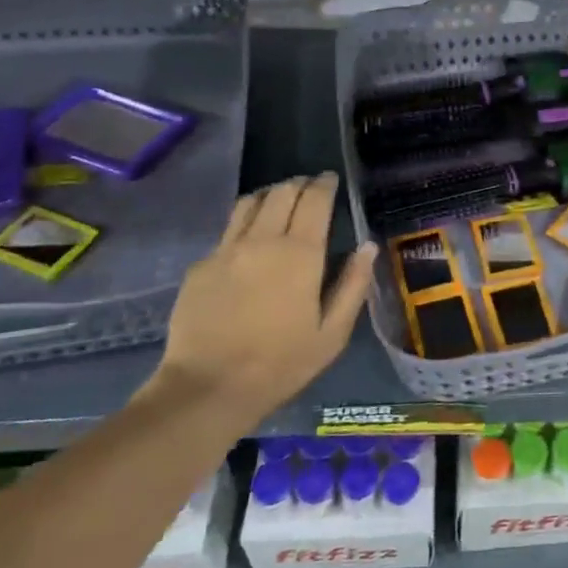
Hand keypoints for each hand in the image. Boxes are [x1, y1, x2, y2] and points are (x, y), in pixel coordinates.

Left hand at [157, 174, 375, 413]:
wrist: (207, 388)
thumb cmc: (281, 364)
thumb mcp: (332, 333)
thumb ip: (353, 285)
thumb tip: (367, 247)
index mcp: (300, 253)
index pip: (314, 200)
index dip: (324, 184)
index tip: (331, 179)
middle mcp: (262, 240)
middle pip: (281, 192)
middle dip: (298, 184)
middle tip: (309, 187)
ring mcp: (226, 250)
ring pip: (249, 203)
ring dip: (269, 194)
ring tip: (279, 200)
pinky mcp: (200, 265)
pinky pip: (227, 230)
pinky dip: (244, 223)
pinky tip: (249, 241)